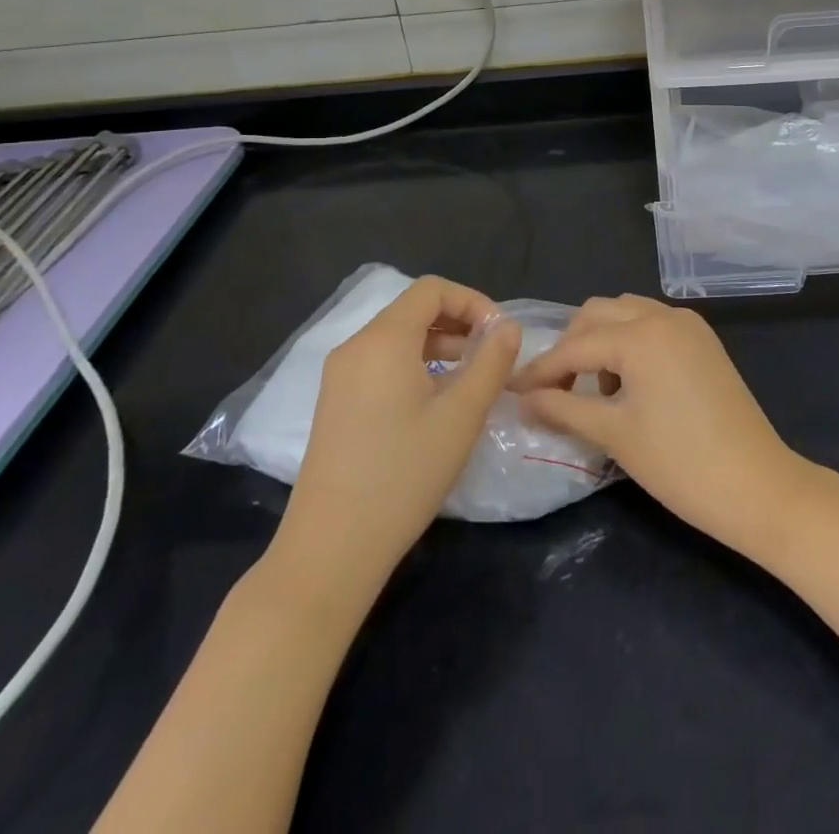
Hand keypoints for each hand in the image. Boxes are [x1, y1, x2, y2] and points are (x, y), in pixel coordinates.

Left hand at [262, 276, 519, 599]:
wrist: (330, 549)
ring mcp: (339, 376)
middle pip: (413, 309)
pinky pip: (381, 362)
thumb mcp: (461, 416)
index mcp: (383, 340)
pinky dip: (415, 364)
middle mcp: (355, 347)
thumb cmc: (403, 475)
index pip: (432, 290)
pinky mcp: (335, 402)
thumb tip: (508, 327)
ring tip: (471, 378)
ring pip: (397, 337)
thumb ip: (491, 362)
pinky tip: (435, 400)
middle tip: (492, 356)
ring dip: (439, 344)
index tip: (500, 335)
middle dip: (458, 322)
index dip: (472, 301)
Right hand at [511, 295, 813, 557]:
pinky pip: (653, 325)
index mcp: (640, 334)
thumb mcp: (613, 434)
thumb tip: (523, 398)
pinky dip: (630, 342)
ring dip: (601, 340)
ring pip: (627, 313)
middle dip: (570, 346)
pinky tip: (627, 383)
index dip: (541, 370)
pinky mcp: (704, 341)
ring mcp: (688, 325)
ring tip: (593, 390)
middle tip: (554, 389)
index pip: (575, 346)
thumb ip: (562, 408)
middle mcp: (664, 316)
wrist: (757, 485)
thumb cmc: (679, 463)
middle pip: (598, 314)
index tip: (511, 390)